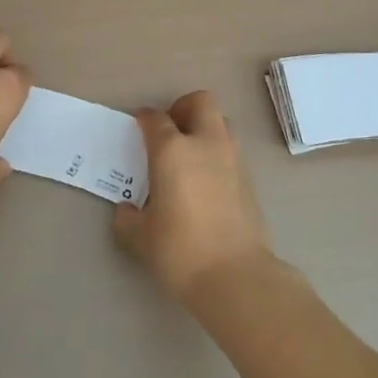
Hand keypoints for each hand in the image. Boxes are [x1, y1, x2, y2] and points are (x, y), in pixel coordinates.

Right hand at [113, 90, 272, 301]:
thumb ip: (128, 218)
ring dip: (204, 128)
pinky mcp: (249, 179)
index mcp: (173, 150)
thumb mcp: (141, 237)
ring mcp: (232, 159)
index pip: (156, 119)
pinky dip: (216, 154)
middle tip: (169, 131)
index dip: (144, 119)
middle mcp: (205, 143)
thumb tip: (127, 210)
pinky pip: (230, 151)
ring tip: (188, 156)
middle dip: (183, 107)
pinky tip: (204, 182)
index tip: (138, 126)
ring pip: (221, 123)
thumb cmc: (180, 250)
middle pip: (200, 102)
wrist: (236, 276)